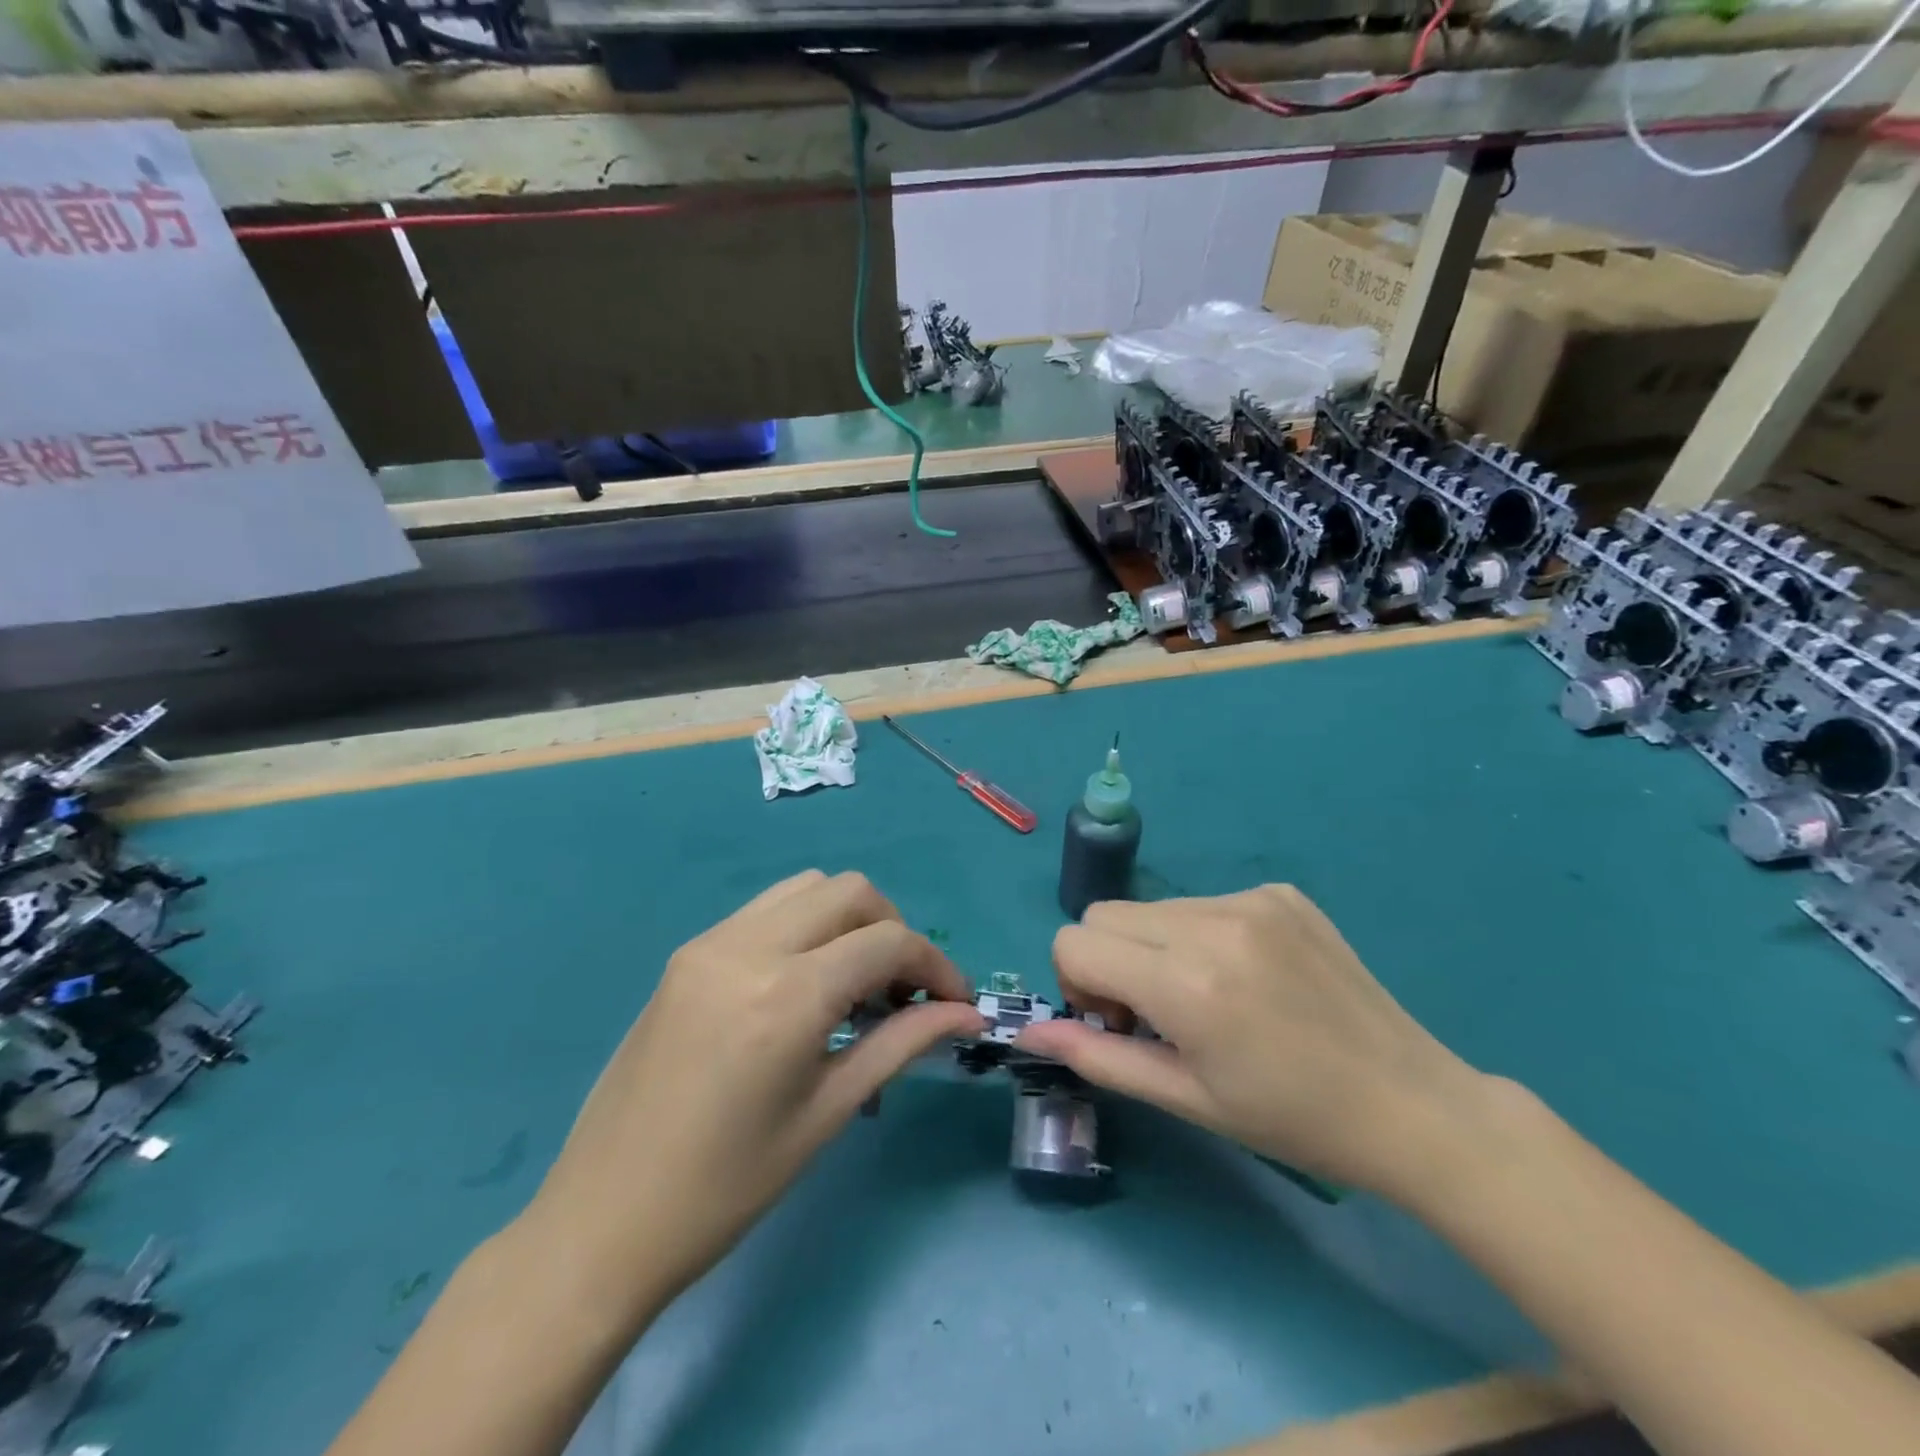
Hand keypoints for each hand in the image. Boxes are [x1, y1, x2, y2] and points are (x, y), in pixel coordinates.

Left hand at [521, 871, 983, 1326]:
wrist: (603, 1220)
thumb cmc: (726, 1187)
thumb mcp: (828, 1113)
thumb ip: (902, 1044)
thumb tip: (965, 1014)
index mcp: (787, 995)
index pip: (888, 941)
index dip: (936, 965)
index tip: (956, 1003)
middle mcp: (748, 947)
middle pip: (850, 891)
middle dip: (894, 931)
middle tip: (903, 992)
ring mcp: (710, 943)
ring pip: (807, 888)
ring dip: (848, 920)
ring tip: (857, 983)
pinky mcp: (687, 954)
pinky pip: (766, 911)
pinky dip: (805, 928)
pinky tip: (805, 985)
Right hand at [1016, 885, 1494, 1205]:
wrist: (1411, 1104)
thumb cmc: (1292, 1119)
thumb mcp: (1187, 1098)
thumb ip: (1099, 1059)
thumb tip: (1030, 1032)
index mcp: (1186, 981)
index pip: (1074, 942)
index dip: (1078, 984)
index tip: (1118, 1022)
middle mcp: (1212, 922)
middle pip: (1104, 915)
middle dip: (1109, 961)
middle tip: (1156, 1012)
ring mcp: (1251, 898)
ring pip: (1152, 907)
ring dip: (1154, 947)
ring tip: (1207, 996)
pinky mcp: (1280, 892)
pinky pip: (1203, 902)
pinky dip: (1201, 935)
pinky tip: (1248, 977)